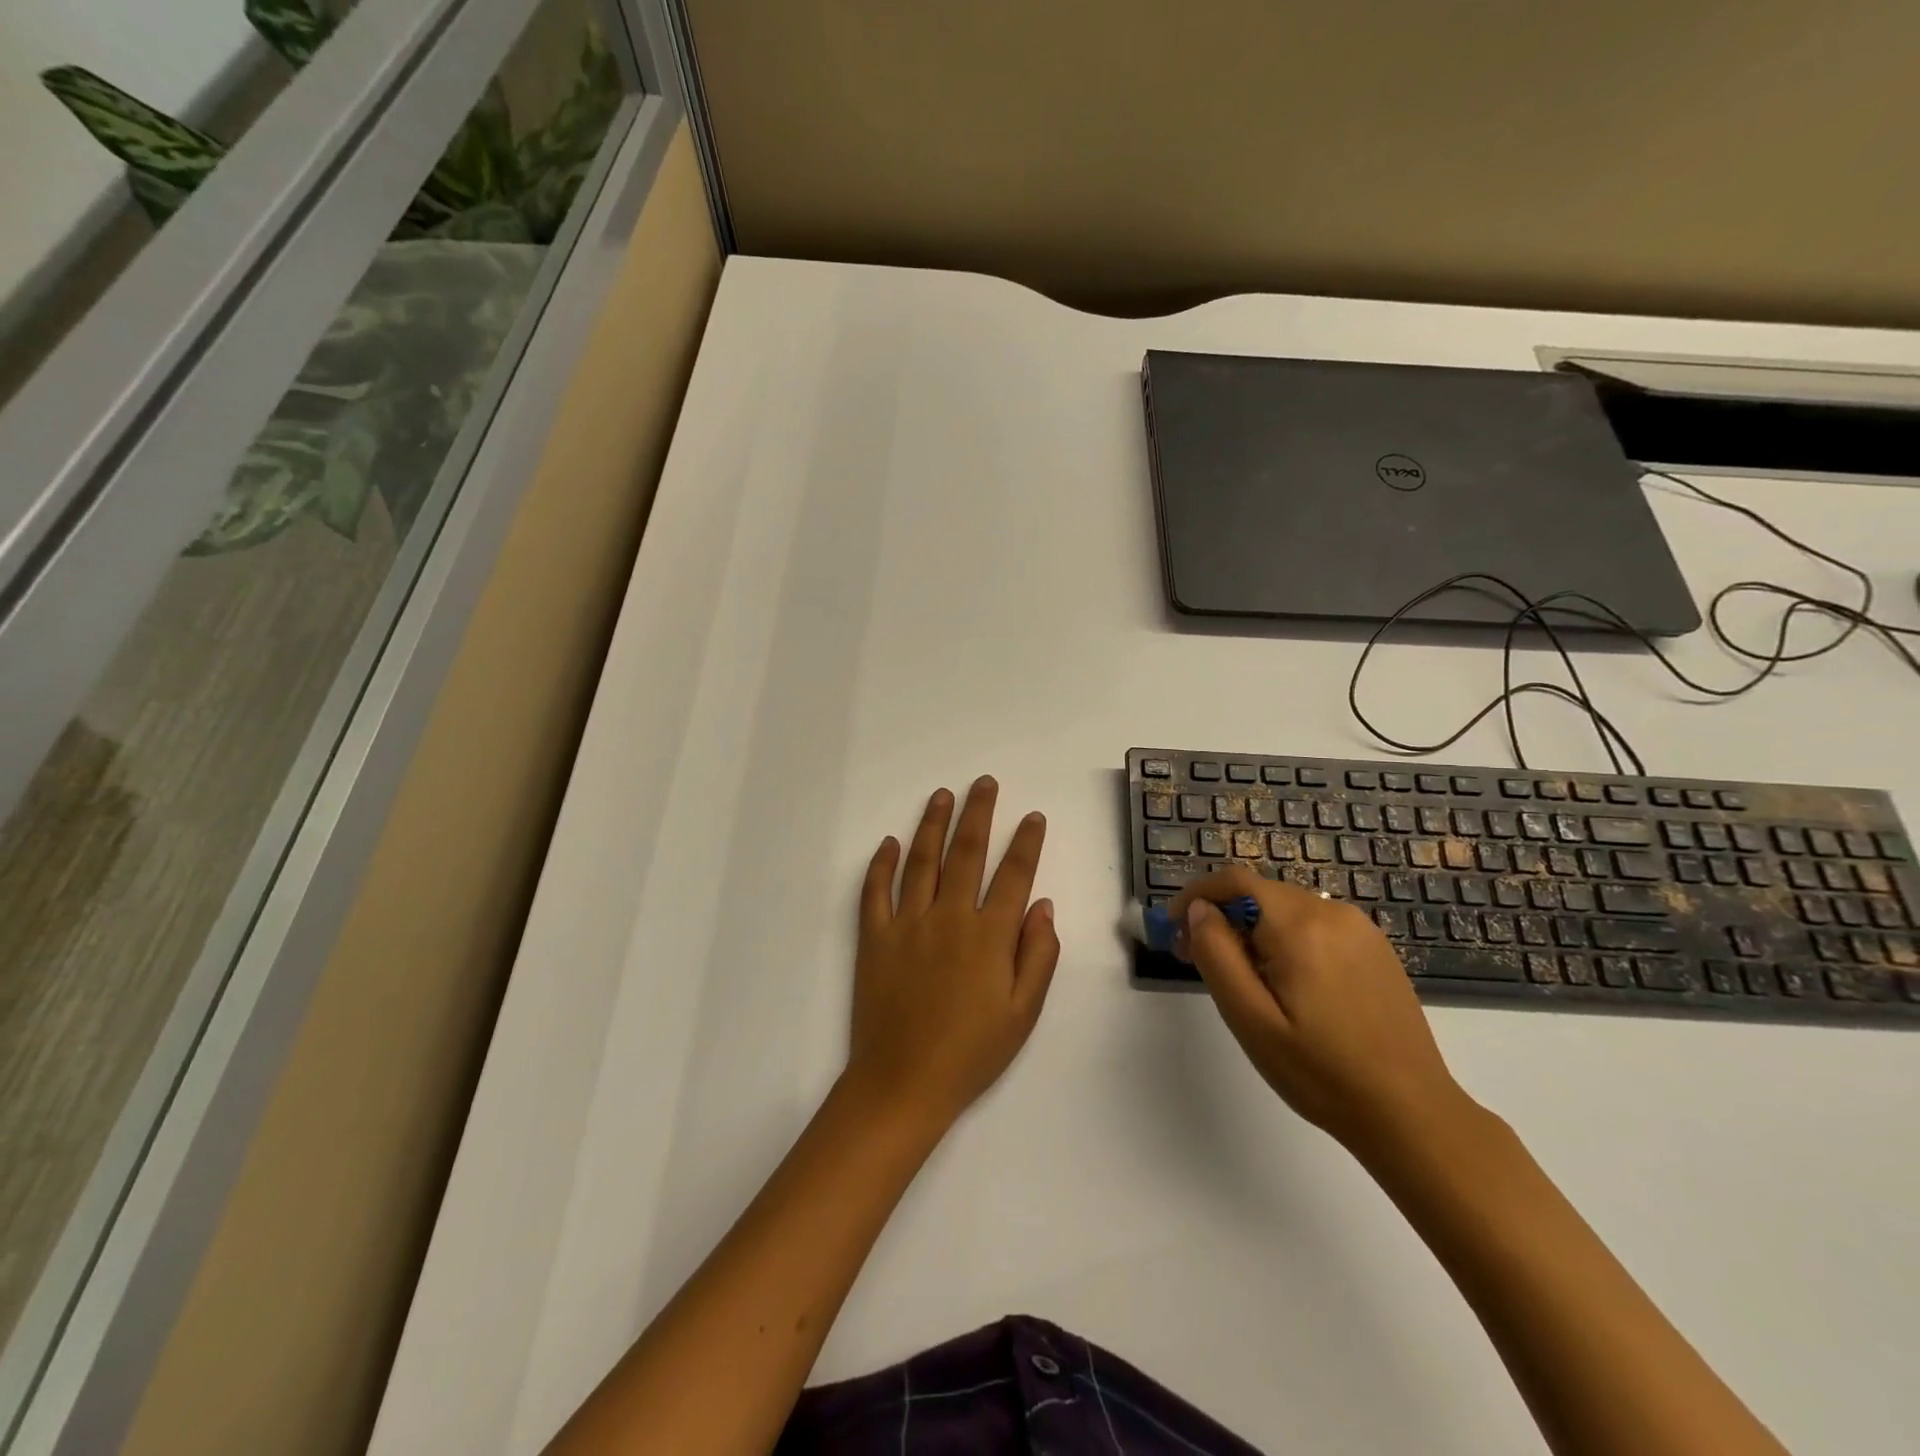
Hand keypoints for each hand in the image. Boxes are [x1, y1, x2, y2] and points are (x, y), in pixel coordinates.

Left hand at [846, 777, 1059, 1130]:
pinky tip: (889, 842)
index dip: (1026, 842)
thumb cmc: (971, 1053)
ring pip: (921, 860)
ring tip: (942, 795)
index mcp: (989, 936)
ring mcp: (907, 923)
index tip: (1032, 816)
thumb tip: (1043, 905)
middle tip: (984, 783)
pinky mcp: (874, 937)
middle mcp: (949, 917)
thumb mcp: (1023, 1014)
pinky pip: (875, 891)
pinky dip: (881, 863)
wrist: (903, 1083)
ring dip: (932, 824)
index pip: (1013, 875)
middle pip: (966, 852)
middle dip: (978, 813)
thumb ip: (1038, 956)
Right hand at [1170, 866, 1468, 1152]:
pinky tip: (1287, 984)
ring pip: (1286, 909)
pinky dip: (1286, 939)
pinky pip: (1315, 926)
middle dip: (1222, 917)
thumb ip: (1217, 954)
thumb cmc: (1320, 1072)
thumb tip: (1199, 910)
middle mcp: (1331, 912)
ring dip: (1253, 929)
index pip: (1234, 881)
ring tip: (1242, 979)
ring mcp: (1359, 929)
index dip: (1196, 894)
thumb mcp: (1250, 1018)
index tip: (1172, 927)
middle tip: (1197, 960)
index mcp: (1299, 925)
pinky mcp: (1375, 948)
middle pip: (1260, 893)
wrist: (1411, 1113)